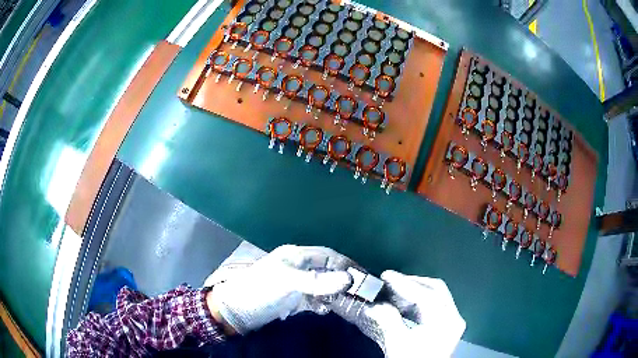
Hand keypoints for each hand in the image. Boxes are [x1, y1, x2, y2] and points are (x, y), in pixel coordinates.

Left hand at [207, 245, 352, 334]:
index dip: (345, 265)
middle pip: (326, 271)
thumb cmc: (260, 290)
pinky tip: (323, 311)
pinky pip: (313, 299)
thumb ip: (317, 281)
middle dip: (341, 281)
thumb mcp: (287, 282)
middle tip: (357, 293)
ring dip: (332, 294)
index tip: (361, 277)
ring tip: (342, 304)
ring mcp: (296, 284)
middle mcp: (298, 267)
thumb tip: (349, 279)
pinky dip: (321, 304)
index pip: (327, 256)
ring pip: (322, 286)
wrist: (236, 310)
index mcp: (296, 256)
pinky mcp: (292, 299)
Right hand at [332, 270, 465, 357]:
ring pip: (436, 295)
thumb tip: (376, 305)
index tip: (386, 275)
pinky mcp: (448, 327)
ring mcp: (453, 322)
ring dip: (415, 291)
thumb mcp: (398, 343)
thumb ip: (388, 321)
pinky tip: (405, 304)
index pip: (425, 294)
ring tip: (395, 290)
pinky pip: (435, 305)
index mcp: (445, 321)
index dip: (404, 283)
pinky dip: (419, 301)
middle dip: (412, 283)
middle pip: (436, 289)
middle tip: (391, 281)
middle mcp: (453, 317)